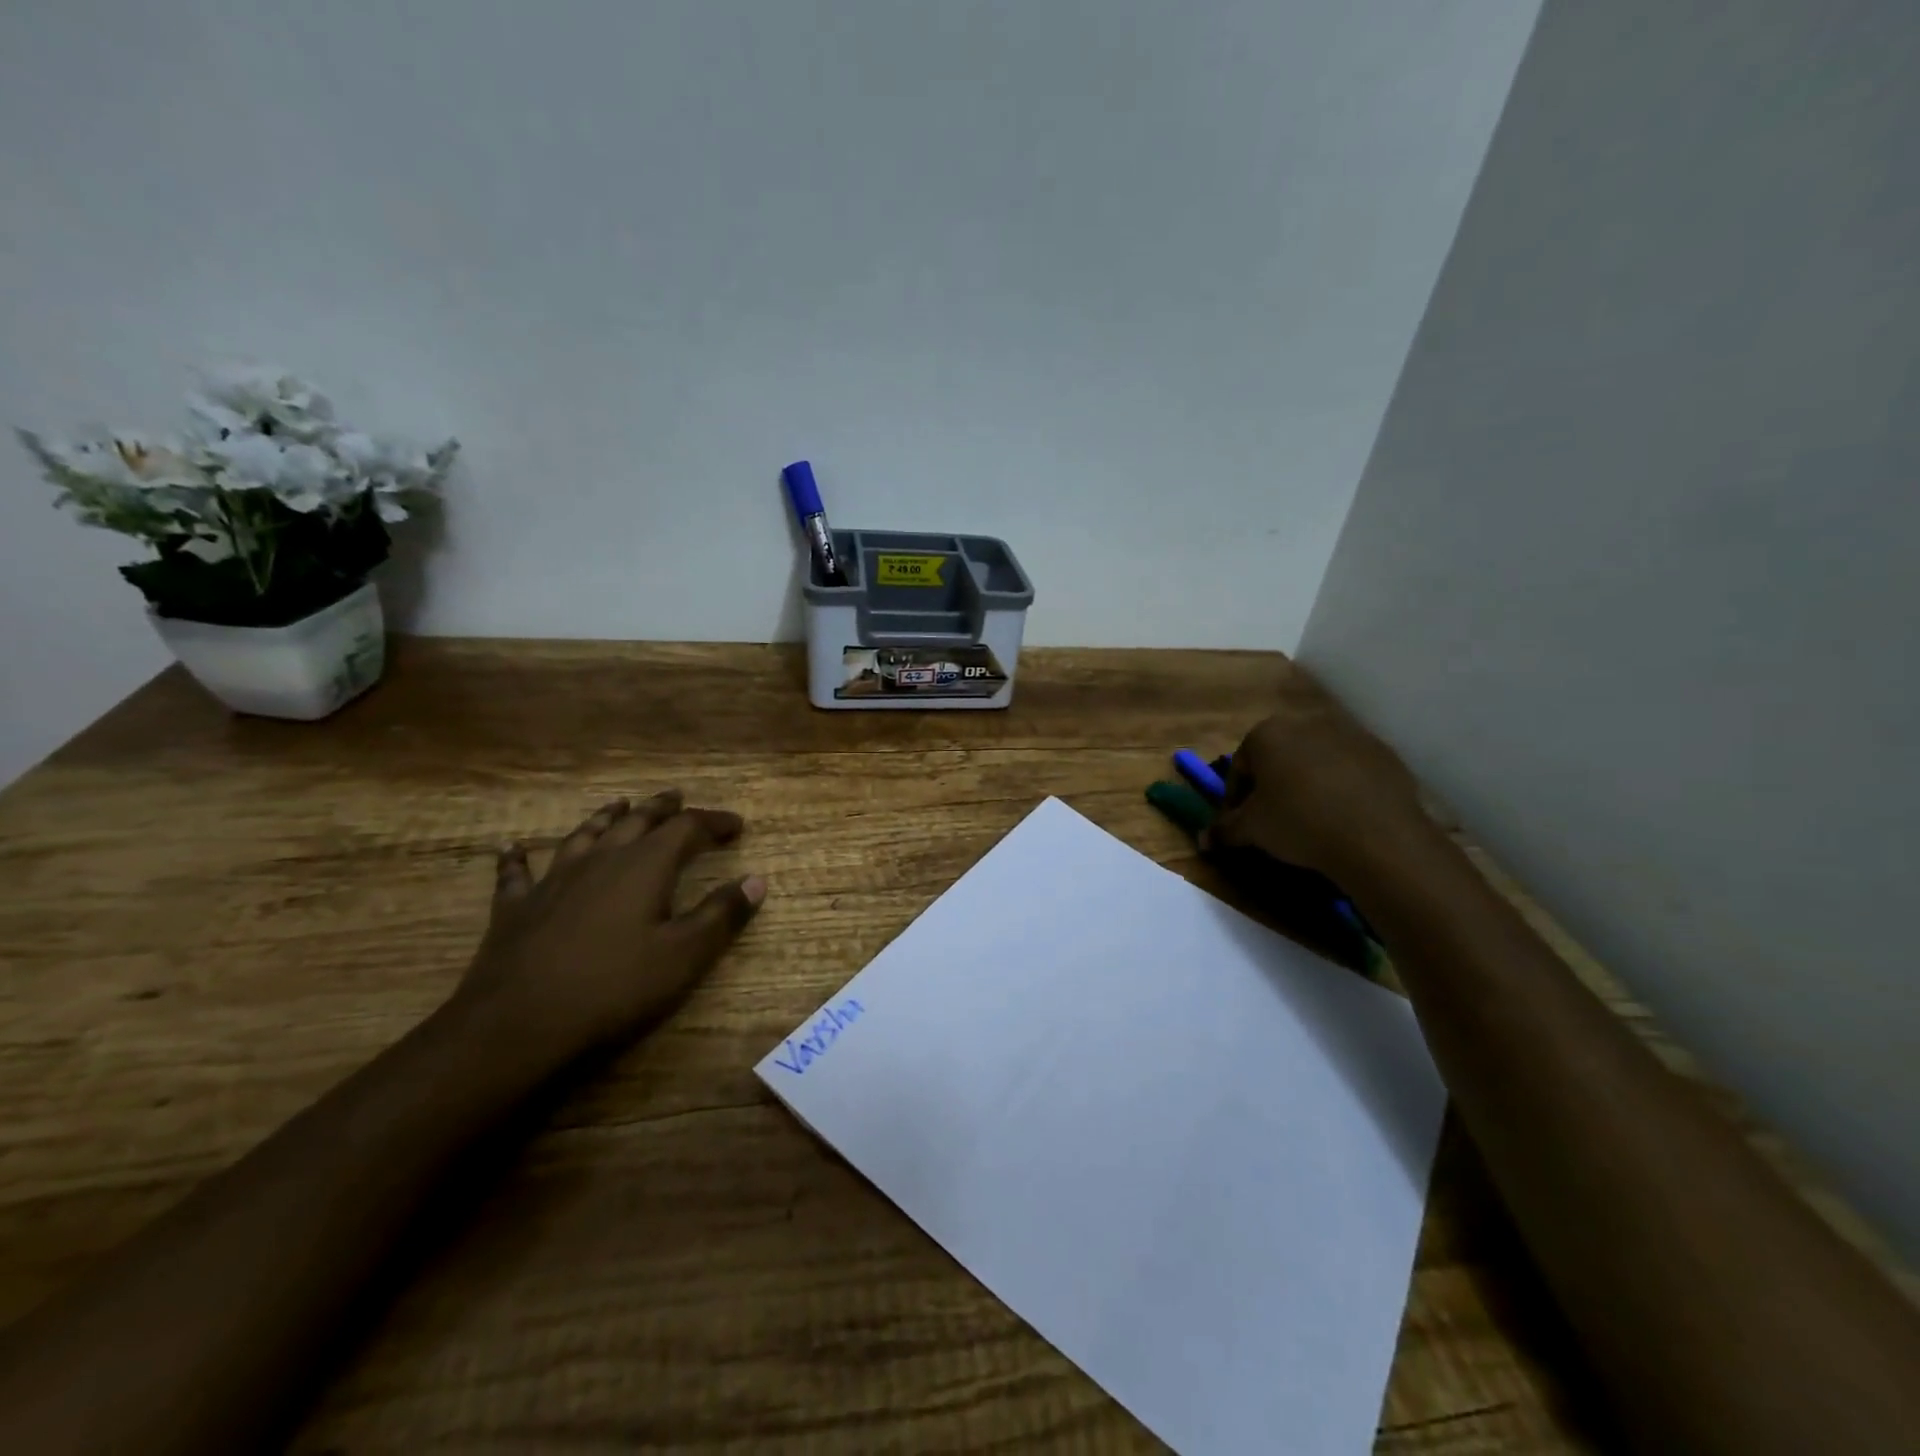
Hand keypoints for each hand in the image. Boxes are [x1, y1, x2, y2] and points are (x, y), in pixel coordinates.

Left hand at [455, 790, 765, 1061]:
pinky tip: (513, 848)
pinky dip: (519, 858)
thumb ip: (721, 915)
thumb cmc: (613, 987)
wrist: (518, 1023)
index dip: (714, 822)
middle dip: (662, 808)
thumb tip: (756, 880)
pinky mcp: (517, 907)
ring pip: (585, 835)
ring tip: (620, 804)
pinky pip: (517, 873)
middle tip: (679, 797)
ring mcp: (553, 879)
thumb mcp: (683, 955)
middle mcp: (601, 859)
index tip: (737, 825)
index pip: (688, 828)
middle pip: (636, 820)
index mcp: (645, 866)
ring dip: (606, 817)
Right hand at [1205, 669, 1428, 878]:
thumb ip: (1224, 830)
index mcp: (1267, 733)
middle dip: (1272, 786)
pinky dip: (1343, 788)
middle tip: (1273, 820)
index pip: (1239, 766)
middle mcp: (1306, 723)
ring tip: (1312, 820)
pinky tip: (1345, 817)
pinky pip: (1351, 770)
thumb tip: (1204, 840)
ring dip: (1307, 784)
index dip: (1235, 798)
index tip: (1239, 823)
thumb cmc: (1299, 823)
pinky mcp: (1383, 753)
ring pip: (1315, 761)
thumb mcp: (1252, 830)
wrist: (1378, 838)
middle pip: (1278, 757)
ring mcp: (1349, 734)